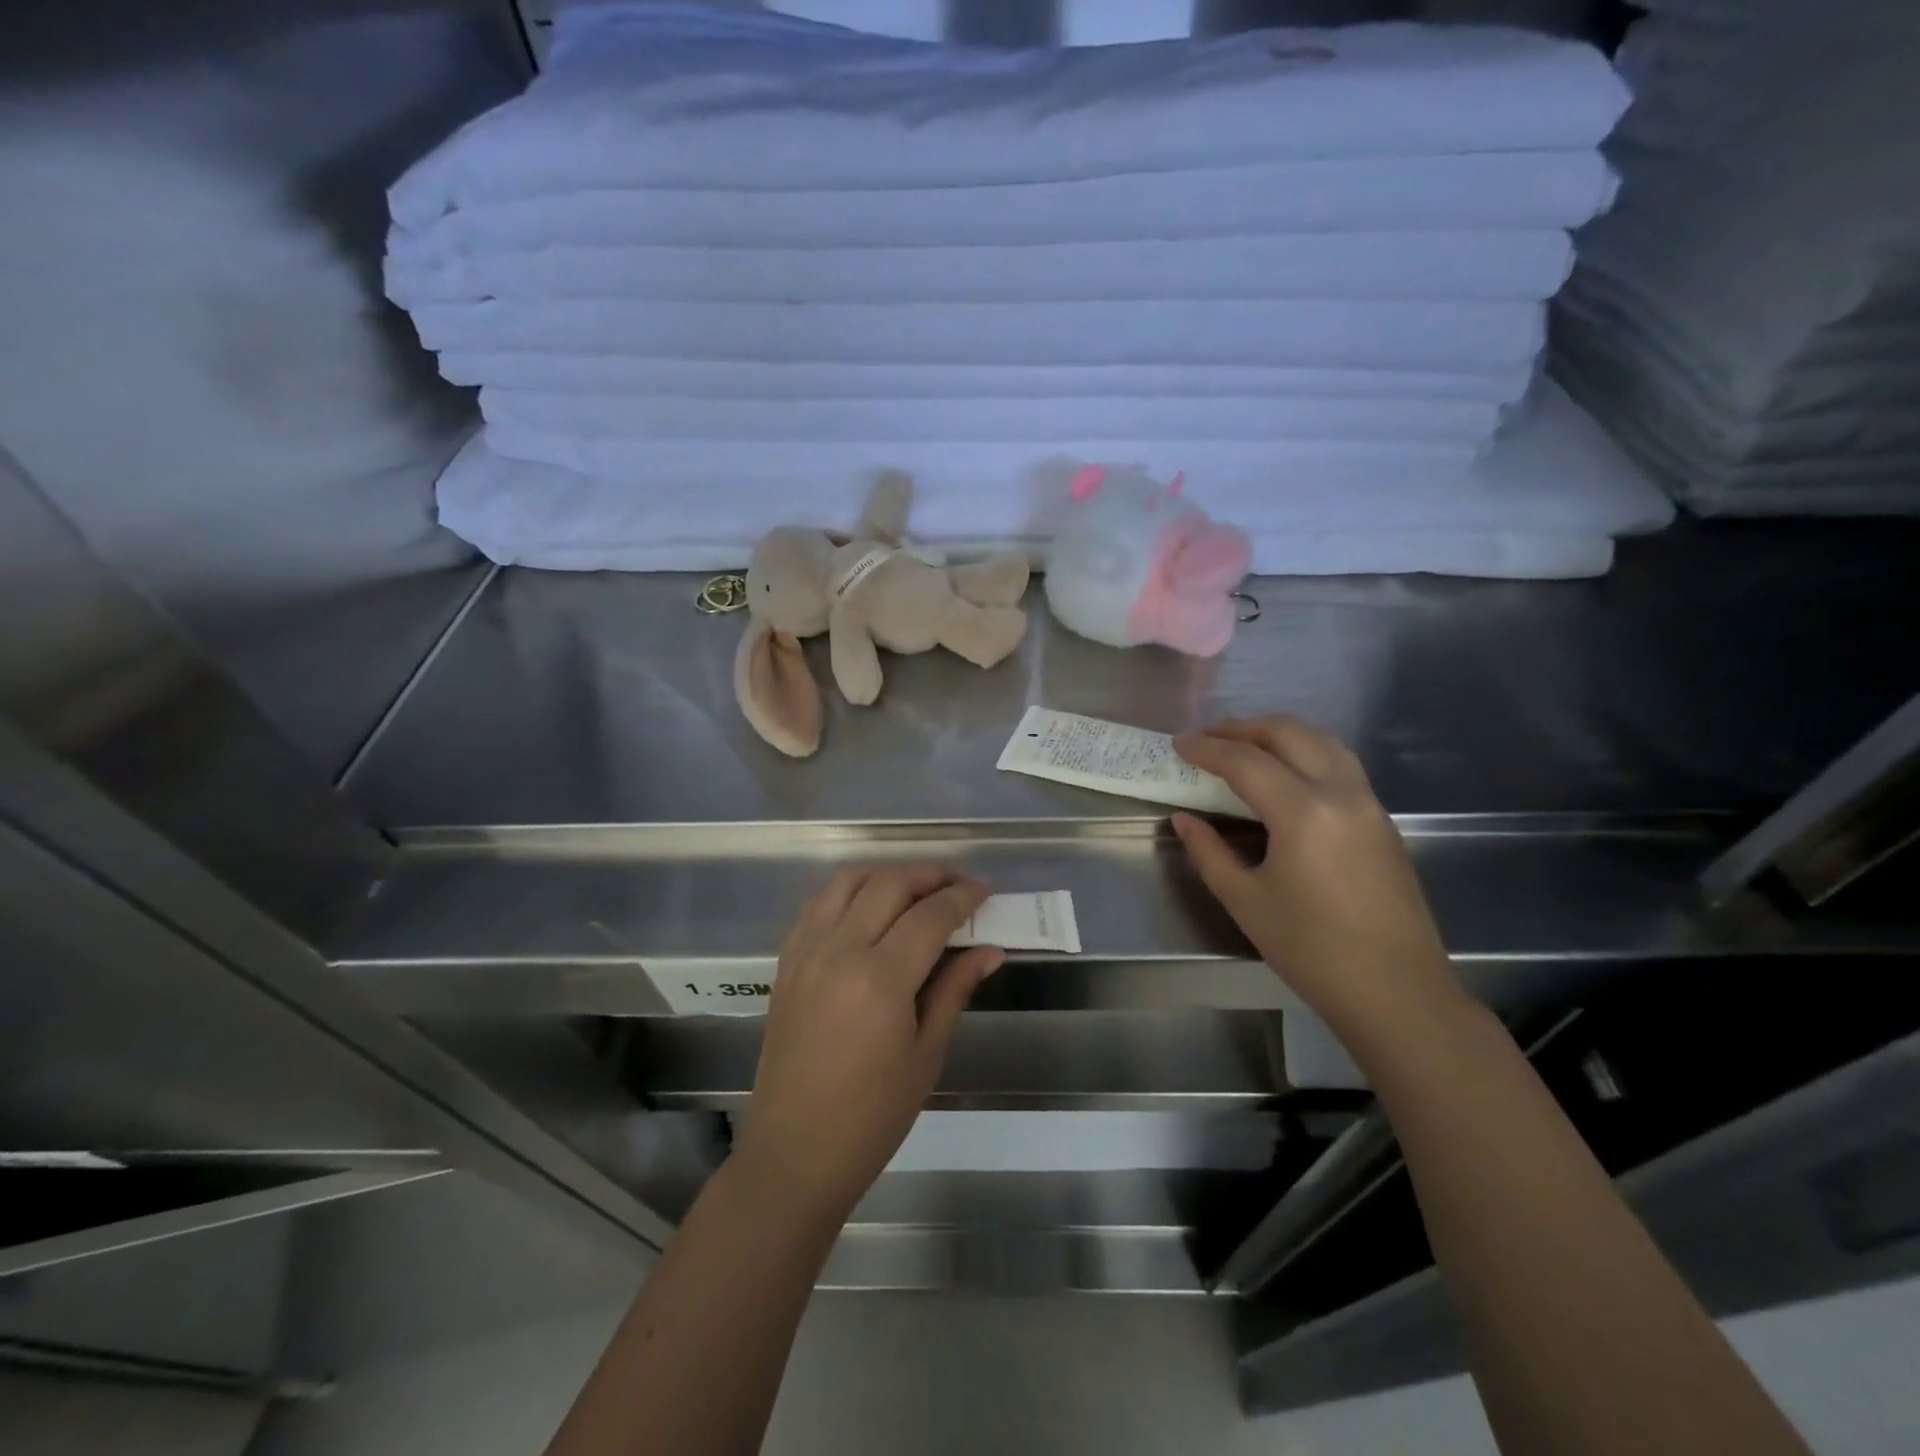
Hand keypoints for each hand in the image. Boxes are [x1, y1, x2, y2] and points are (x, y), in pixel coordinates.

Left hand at [735, 866, 1002, 1222]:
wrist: (794, 1153)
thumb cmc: (872, 1117)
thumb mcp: (926, 1054)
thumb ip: (954, 989)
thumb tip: (989, 948)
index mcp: (880, 980)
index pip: (930, 915)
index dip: (962, 896)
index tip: (985, 890)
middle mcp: (839, 951)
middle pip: (889, 884)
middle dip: (929, 875)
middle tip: (957, 885)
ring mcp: (806, 953)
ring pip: (848, 881)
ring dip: (887, 874)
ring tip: (915, 889)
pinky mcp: (787, 962)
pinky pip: (819, 904)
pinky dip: (849, 892)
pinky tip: (869, 908)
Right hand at [1172, 717, 1464, 1045]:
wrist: (1397, 992)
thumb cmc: (1312, 951)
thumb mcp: (1246, 901)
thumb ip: (1209, 852)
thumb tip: (1185, 819)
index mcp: (1304, 813)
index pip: (1246, 762)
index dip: (1207, 748)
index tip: (1179, 744)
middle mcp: (1341, 793)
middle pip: (1289, 733)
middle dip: (1243, 727)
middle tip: (1207, 736)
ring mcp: (1369, 804)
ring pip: (1322, 741)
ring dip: (1278, 733)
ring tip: (1243, 744)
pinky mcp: (1382, 820)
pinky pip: (1340, 763)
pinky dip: (1305, 751)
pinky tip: (1285, 772)